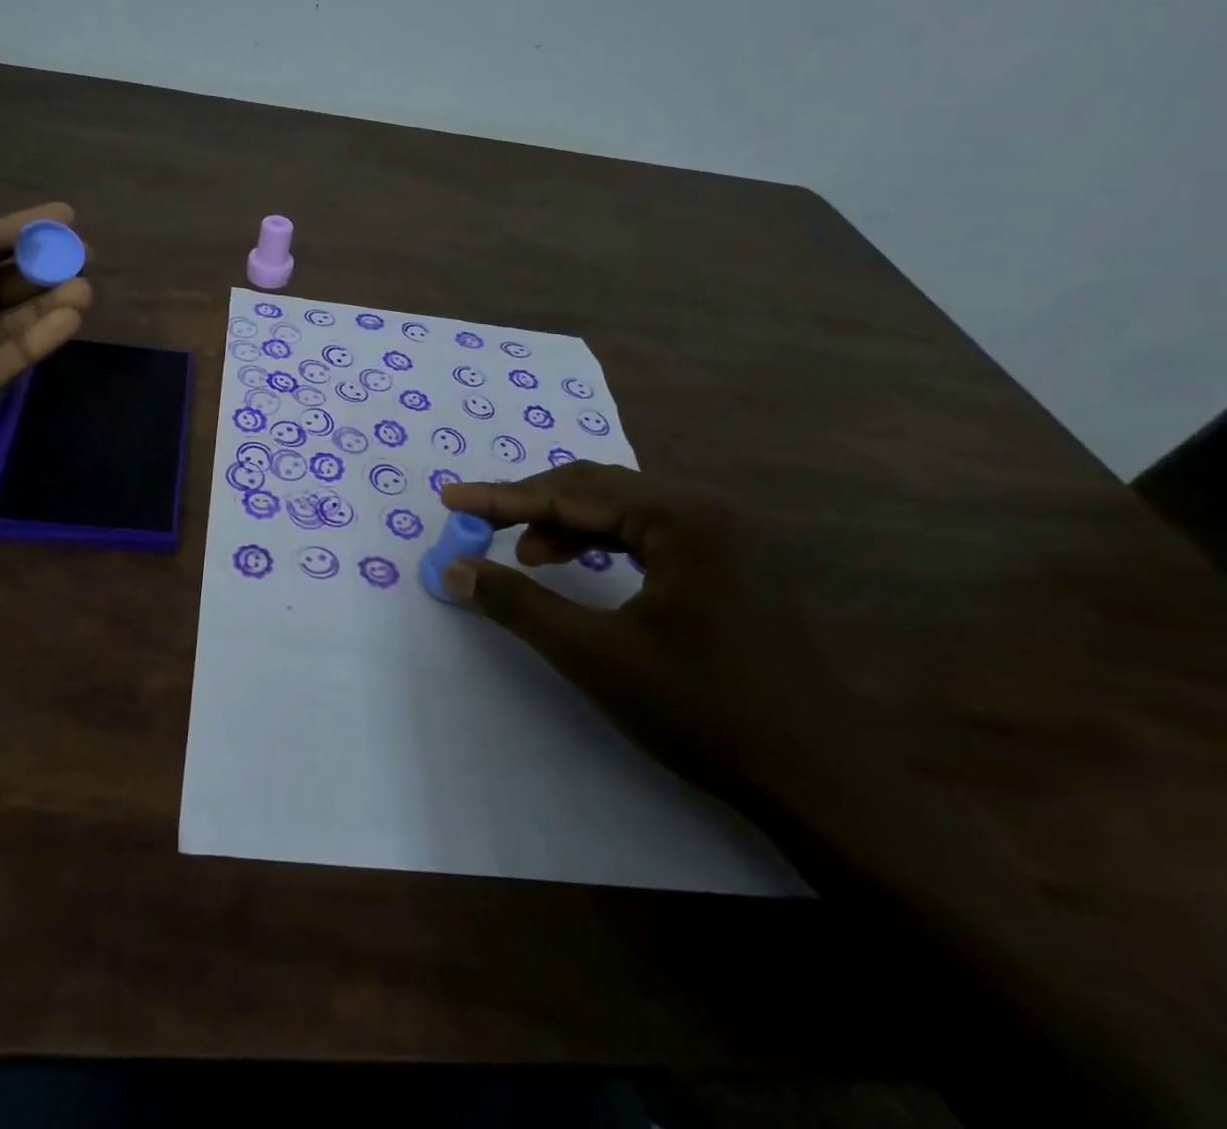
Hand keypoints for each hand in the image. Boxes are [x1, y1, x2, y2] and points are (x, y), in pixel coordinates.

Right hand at [437, 463, 863, 806]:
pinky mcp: (733, 567)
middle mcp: (707, 512)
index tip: (451, 498)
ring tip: (527, 556)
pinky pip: (651, 536)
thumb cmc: (704, 712)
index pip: (571, 492)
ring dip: (568, 526)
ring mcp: (727, 538)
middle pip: (599, 490)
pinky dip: (605, 545)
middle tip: (479, 526)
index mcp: (682, 519)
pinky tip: (585, 569)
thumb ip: (519, 604)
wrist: (822, 783)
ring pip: (625, 511)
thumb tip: (455, 568)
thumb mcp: (596, 656)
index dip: (502, 497)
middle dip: (533, 506)